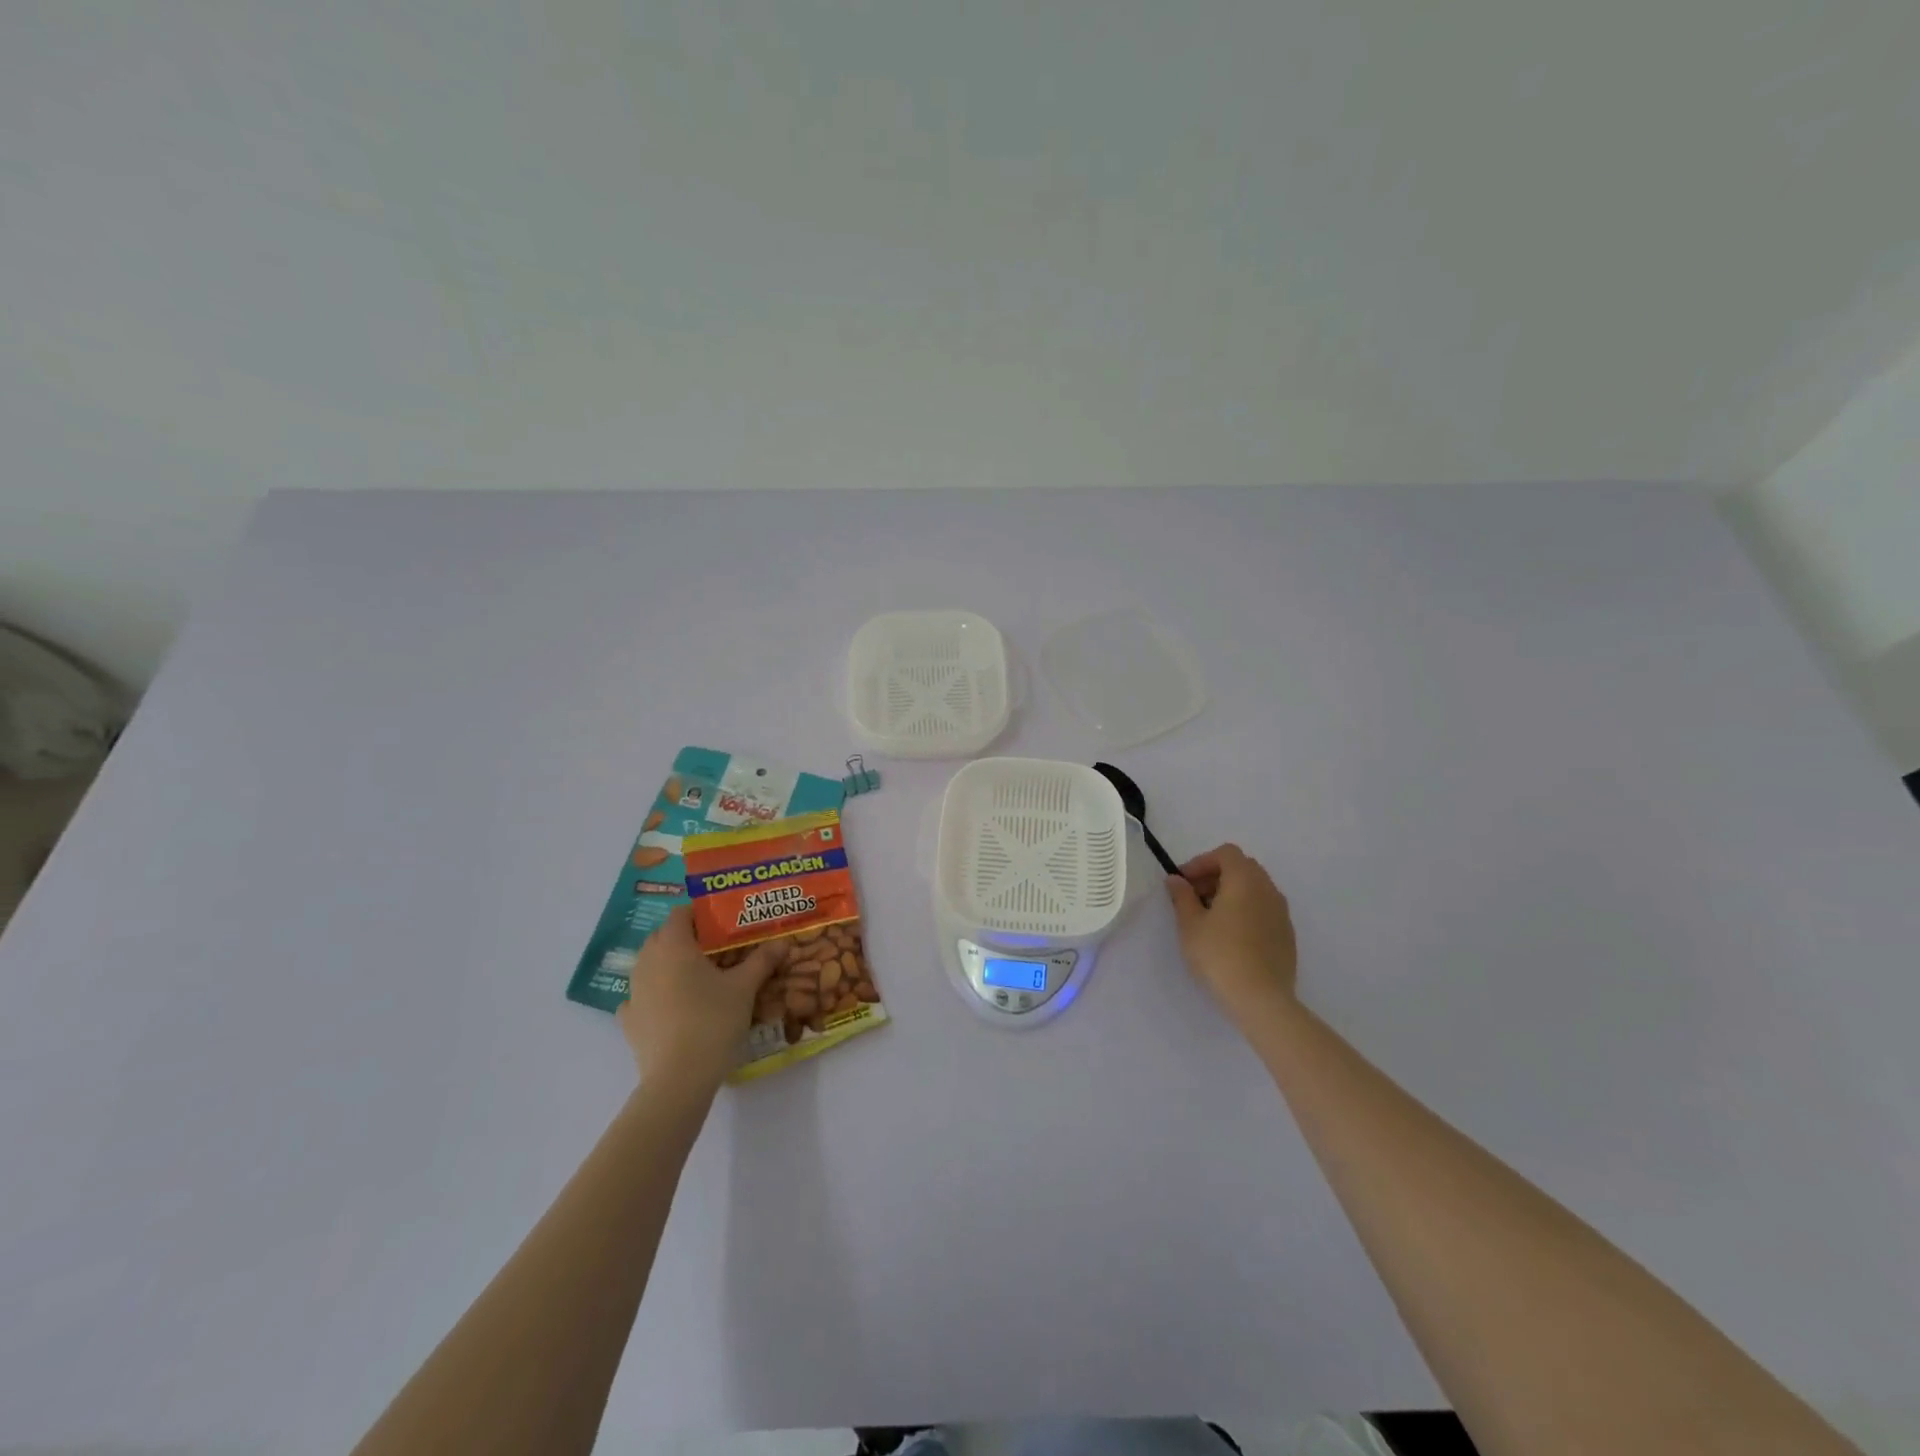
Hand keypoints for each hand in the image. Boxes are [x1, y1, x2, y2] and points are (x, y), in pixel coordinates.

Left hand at [617, 906, 787, 1091]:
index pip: (681, 913)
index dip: (702, 914)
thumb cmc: (713, 1021)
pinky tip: (673, 1006)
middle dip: (687, 937)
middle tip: (717, 948)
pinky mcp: (628, 1021)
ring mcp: (633, 992)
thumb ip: (762, 960)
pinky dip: (656, 994)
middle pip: (664, 936)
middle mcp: (647, 961)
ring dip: (670, 964)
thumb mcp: (745, 987)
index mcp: (673, 945)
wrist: (679, 1078)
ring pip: (650, 965)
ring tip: (699, 977)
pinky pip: (642, 996)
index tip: (724, 923)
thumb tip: (782, 942)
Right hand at [1166, 844, 1298, 1032]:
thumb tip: (1176, 880)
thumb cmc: (1220, 955)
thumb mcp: (1190, 925)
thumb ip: (1182, 897)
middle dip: (1216, 876)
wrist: (1261, 999)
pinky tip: (1231, 936)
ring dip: (1231, 893)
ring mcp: (1282, 912)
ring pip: (1255, 889)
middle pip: (1242, 868)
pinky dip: (1246, 910)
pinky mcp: (1287, 934)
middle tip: (1194, 898)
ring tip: (1210, 918)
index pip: (1226, 853)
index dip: (1202, 862)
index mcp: (1245, 880)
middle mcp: (1268, 889)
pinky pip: (1264, 909)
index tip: (1184, 882)